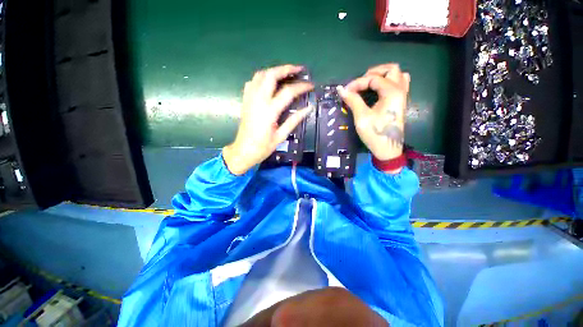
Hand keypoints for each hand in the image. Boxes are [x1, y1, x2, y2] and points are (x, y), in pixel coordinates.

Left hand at [223, 65, 313, 174]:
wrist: (243, 150)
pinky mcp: (245, 100)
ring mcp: (250, 99)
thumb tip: (308, 109)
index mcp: (269, 111)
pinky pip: (252, 82)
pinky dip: (262, 78)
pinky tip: (269, 82)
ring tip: (285, 74)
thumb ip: (294, 120)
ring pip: (260, 75)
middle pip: (271, 75)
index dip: (301, 86)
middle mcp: (258, 100)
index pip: (288, 92)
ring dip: (274, 71)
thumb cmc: (263, 147)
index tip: (310, 85)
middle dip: (286, 69)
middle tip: (298, 70)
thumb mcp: (281, 136)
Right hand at [338, 63, 409, 160]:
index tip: (346, 91)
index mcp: (392, 93)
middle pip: (391, 69)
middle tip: (360, 83)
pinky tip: (378, 90)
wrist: (387, 149)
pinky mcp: (400, 102)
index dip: (357, 82)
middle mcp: (400, 90)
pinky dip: (388, 82)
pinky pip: (399, 84)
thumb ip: (353, 100)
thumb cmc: (375, 134)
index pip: (373, 78)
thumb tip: (341, 89)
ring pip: (398, 75)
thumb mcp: (362, 117)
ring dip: (383, 75)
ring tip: (369, 83)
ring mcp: (402, 96)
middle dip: (373, 72)